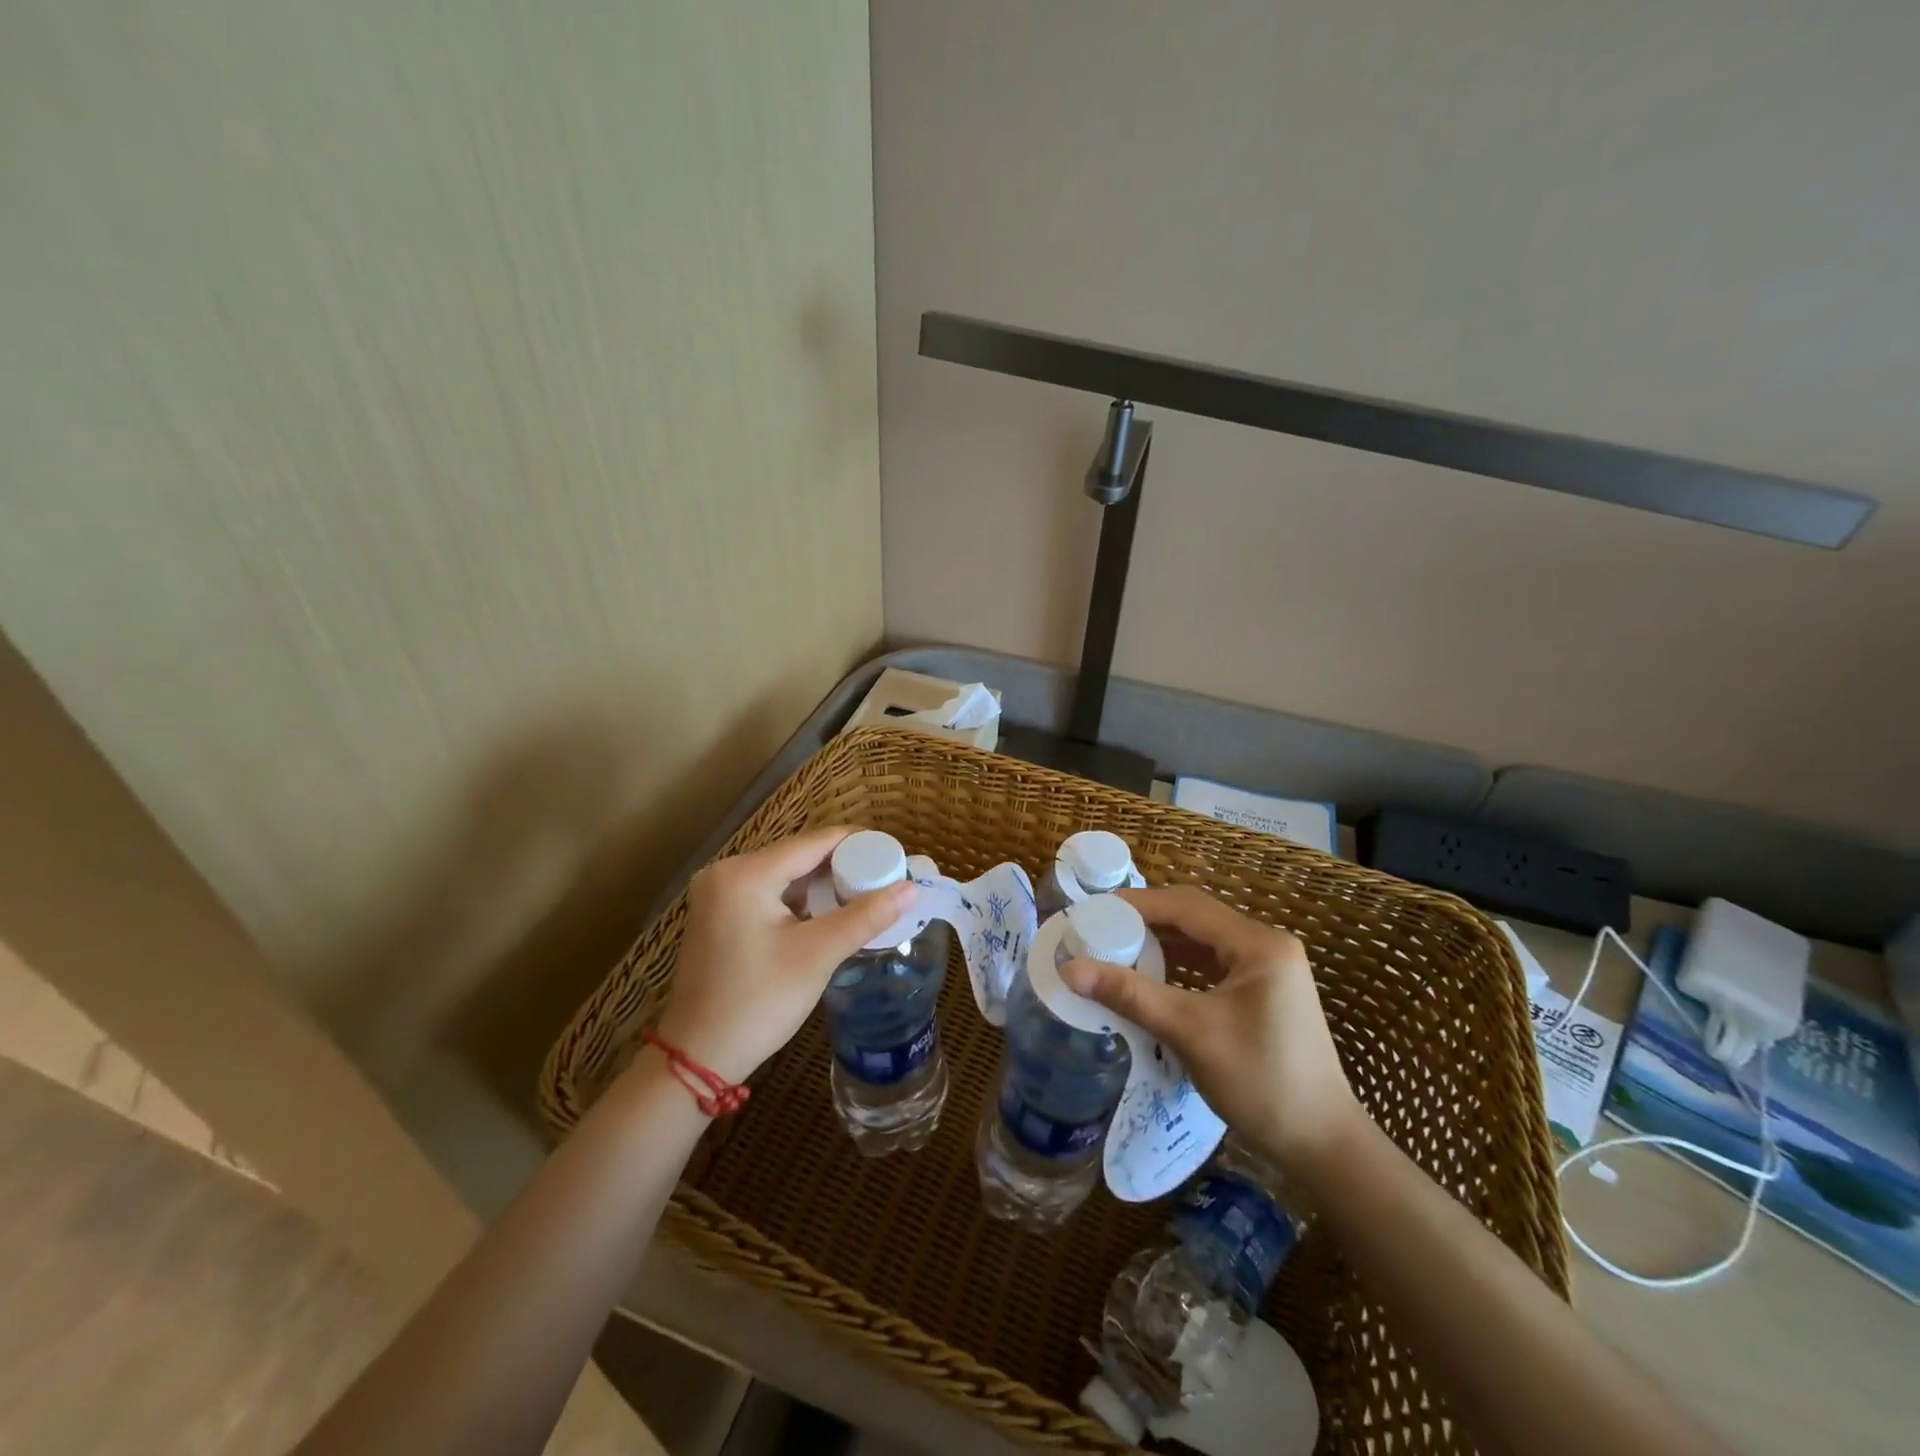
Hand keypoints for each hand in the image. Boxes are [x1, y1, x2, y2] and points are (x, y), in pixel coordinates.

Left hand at [651, 828, 915, 1084]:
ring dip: (823, 882)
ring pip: (785, 874)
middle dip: (843, 864)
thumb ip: (866, 916)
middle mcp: (726, 872)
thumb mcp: (817, 956)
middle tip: (885, 877)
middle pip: (798, 854)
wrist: (698, 1057)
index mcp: (745, 873)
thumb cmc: (758, 1003)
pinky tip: (829, 911)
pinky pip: (769, 892)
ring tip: (866, 892)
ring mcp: (718, 893)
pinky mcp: (718, 913)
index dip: (858, 844)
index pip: (814, 842)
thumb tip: (911, 889)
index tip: (895, 854)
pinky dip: (800, 898)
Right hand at [1061, 886, 1361, 1175]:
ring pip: (1204, 940)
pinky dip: (1180, 965)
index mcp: (1259, 945)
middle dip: (1147, 921)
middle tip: (1100, 929)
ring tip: (1117, 948)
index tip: (1093, 911)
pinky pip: (1213, 963)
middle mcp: (1268, 946)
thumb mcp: (1191, 1033)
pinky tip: (1152, 976)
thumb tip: (1070, 969)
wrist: (1323, 1145)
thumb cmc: (1261, 1083)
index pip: (1187, 907)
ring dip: (1162, 943)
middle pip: (1196, 918)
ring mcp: (1270, 969)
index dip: (1137, 904)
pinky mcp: (1266, 992)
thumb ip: (1131, 995)